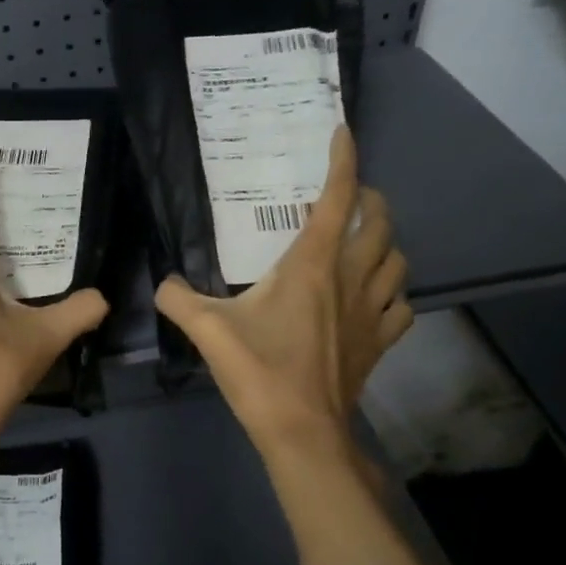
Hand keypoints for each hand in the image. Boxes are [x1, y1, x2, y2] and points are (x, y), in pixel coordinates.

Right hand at [156, 127, 411, 461]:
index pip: (338, 197)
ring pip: (398, 260)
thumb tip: (164, 284)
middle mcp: (352, 279)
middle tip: (345, 198)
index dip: (343, 160)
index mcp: (313, 265)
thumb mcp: (206, 330)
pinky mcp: (380, 343)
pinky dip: (392, 291)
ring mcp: (373, 312)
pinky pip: (401, 304)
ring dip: (384, 242)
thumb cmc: (259, 372)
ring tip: (361, 242)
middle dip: (368, 199)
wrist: (302, 431)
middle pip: (379, 222)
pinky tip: (373, 298)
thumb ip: (177, 299)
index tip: (342, 133)